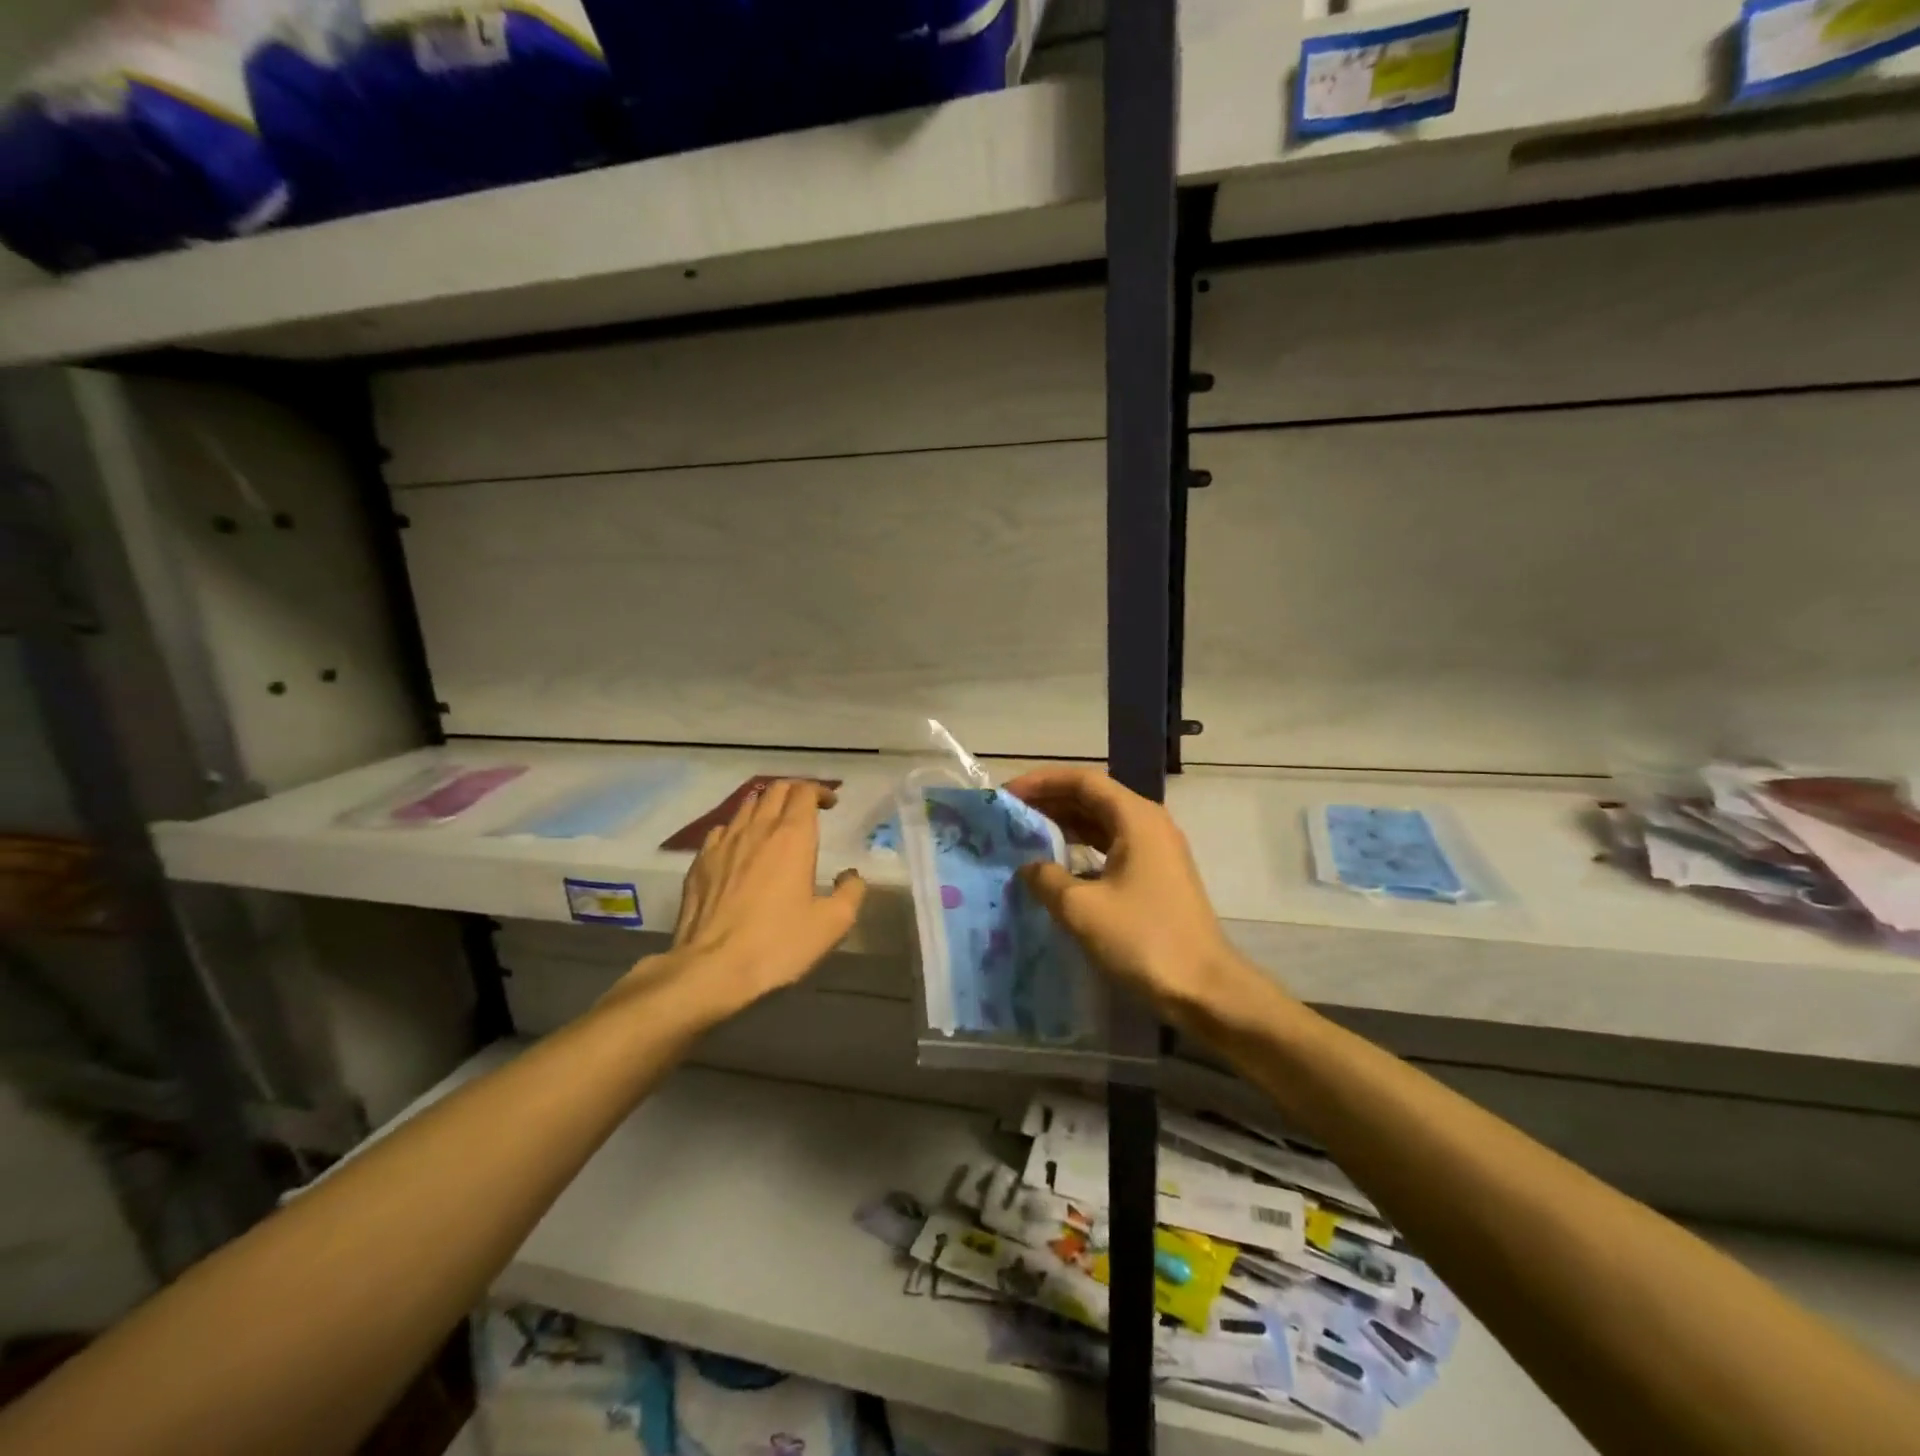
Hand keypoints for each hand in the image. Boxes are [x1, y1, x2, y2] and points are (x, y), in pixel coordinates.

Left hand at [659, 780, 865, 1013]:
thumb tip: (851, 876)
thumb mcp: (832, 924)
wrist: (711, 968)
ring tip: (775, 824)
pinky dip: (738, 828)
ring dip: (766, 806)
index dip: (819, 791)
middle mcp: (757, 829)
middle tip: (807, 809)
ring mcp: (723, 843)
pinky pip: (722, 829)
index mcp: (793, 837)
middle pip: (775, 790)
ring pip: (746, 805)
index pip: (804, 792)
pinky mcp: (700, 862)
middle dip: (794, 792)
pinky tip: (741, 848)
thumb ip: (851, 892)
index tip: (831, 805)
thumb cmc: (778, 944)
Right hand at [1003, 767, 1254, 1023]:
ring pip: (1102, 823)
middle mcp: (1148, 824)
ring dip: (1065, 824)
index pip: (1082, 781)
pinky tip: (1057, 866)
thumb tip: (1029, 867)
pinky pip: (1112, 847)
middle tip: (1010, 814)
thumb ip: (1046, 879)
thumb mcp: (1082, 909)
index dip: (1042, 782)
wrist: (1204, 988)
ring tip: (1025, 834)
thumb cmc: (1143, 940)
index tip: (1007, 794)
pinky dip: (1082, 848)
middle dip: (1050, 801)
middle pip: (1093, 797)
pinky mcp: (1156, 876)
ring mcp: (1156, 850)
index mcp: (1135, 818)